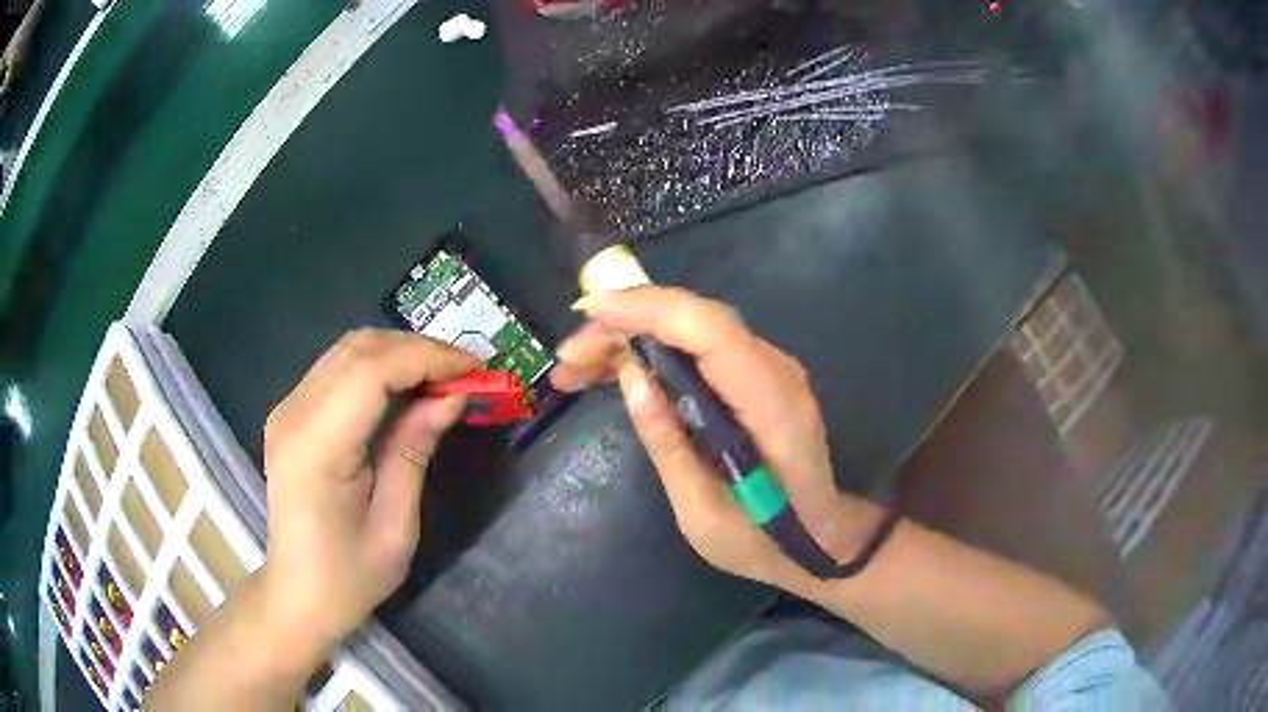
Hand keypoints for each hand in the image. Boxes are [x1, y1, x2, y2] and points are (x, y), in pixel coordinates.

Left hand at [260, 329, 478, 647]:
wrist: (298, 595)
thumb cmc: (350, 577)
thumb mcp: (395, 526)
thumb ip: (415, 452)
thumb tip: (451, 399)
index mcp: (315, 449)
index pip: (370, 372)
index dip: (426, 358)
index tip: (475, 369)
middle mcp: (292, 415)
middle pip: (358, 349)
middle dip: (418, 350)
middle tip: (466, 374)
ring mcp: (286, 410)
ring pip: (348, 350)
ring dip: (400, 353)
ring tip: (444, 378)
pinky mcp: (290, 414)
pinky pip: (338, 369)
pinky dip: (379, 367)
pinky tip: (407, 387)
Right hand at [553, 287, 882, 594]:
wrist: (818, 537)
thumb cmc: (763, 539)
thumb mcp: (702, 511)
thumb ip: (669, 443)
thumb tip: (631, 377)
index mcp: (770, 404)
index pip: (709, 329)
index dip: (648, 310)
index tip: (588, 311)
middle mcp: (775, 370)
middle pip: (694, 319)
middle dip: (624, 324)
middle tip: (567, 358)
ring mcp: (768, 369)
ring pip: (692, 327)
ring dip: (632, 336)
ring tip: (576, 368)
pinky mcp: (755, 376)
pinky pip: (698, 346)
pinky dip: (653, 349)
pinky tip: (615, 370)